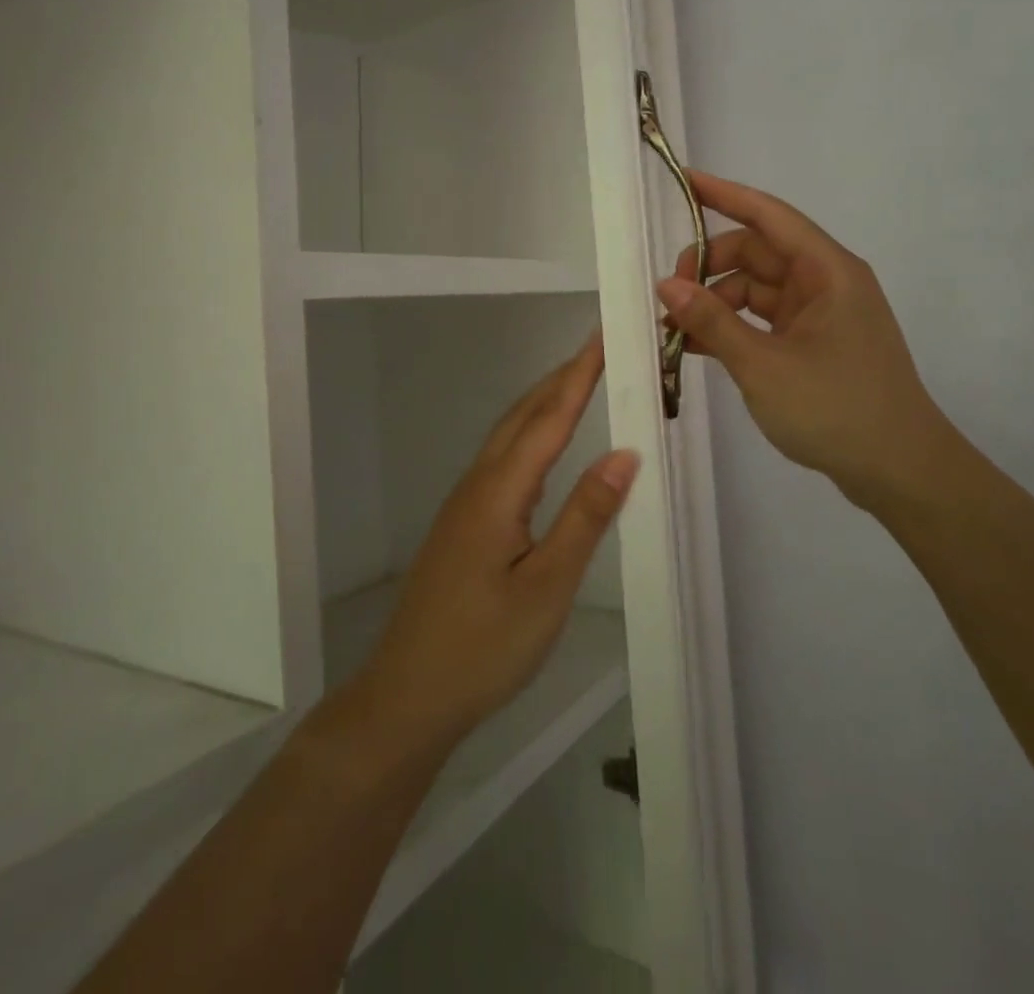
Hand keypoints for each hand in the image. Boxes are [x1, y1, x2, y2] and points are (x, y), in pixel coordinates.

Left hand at [360, 334, 638, 747]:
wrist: (408, 695)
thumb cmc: (484, 647)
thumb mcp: (547, 587)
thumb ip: (585, 517)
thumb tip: (625, 454)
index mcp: (500, 491)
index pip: (549, 418)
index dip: (579, 376)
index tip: (604, 337)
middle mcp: (479, 483)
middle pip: (524, 415)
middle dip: (562, 377)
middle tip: (600, 348)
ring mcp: (465, 502)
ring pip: (509, 434)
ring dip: (545, 401)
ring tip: (579, 381)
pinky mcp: (463, 522)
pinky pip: (503, 458)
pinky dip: (531, 432)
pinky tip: (544, 445)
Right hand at [658, 171, 970, 516]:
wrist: (900, 471)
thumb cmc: (836, 409)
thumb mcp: (763, 365)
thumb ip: (712, 322)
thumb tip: (665, 285)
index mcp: (826, 271)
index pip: (768, 215)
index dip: (724, 194)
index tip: (684, 180)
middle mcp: (825, 283)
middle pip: (756, 253)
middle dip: (708, 268)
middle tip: (668, 297)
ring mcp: (821, 315)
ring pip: (756, 289)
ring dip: (715, 304)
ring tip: (673, 331)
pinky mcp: (815, 344)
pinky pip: (764, 321)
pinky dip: (732, 328)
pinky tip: (696, 347)